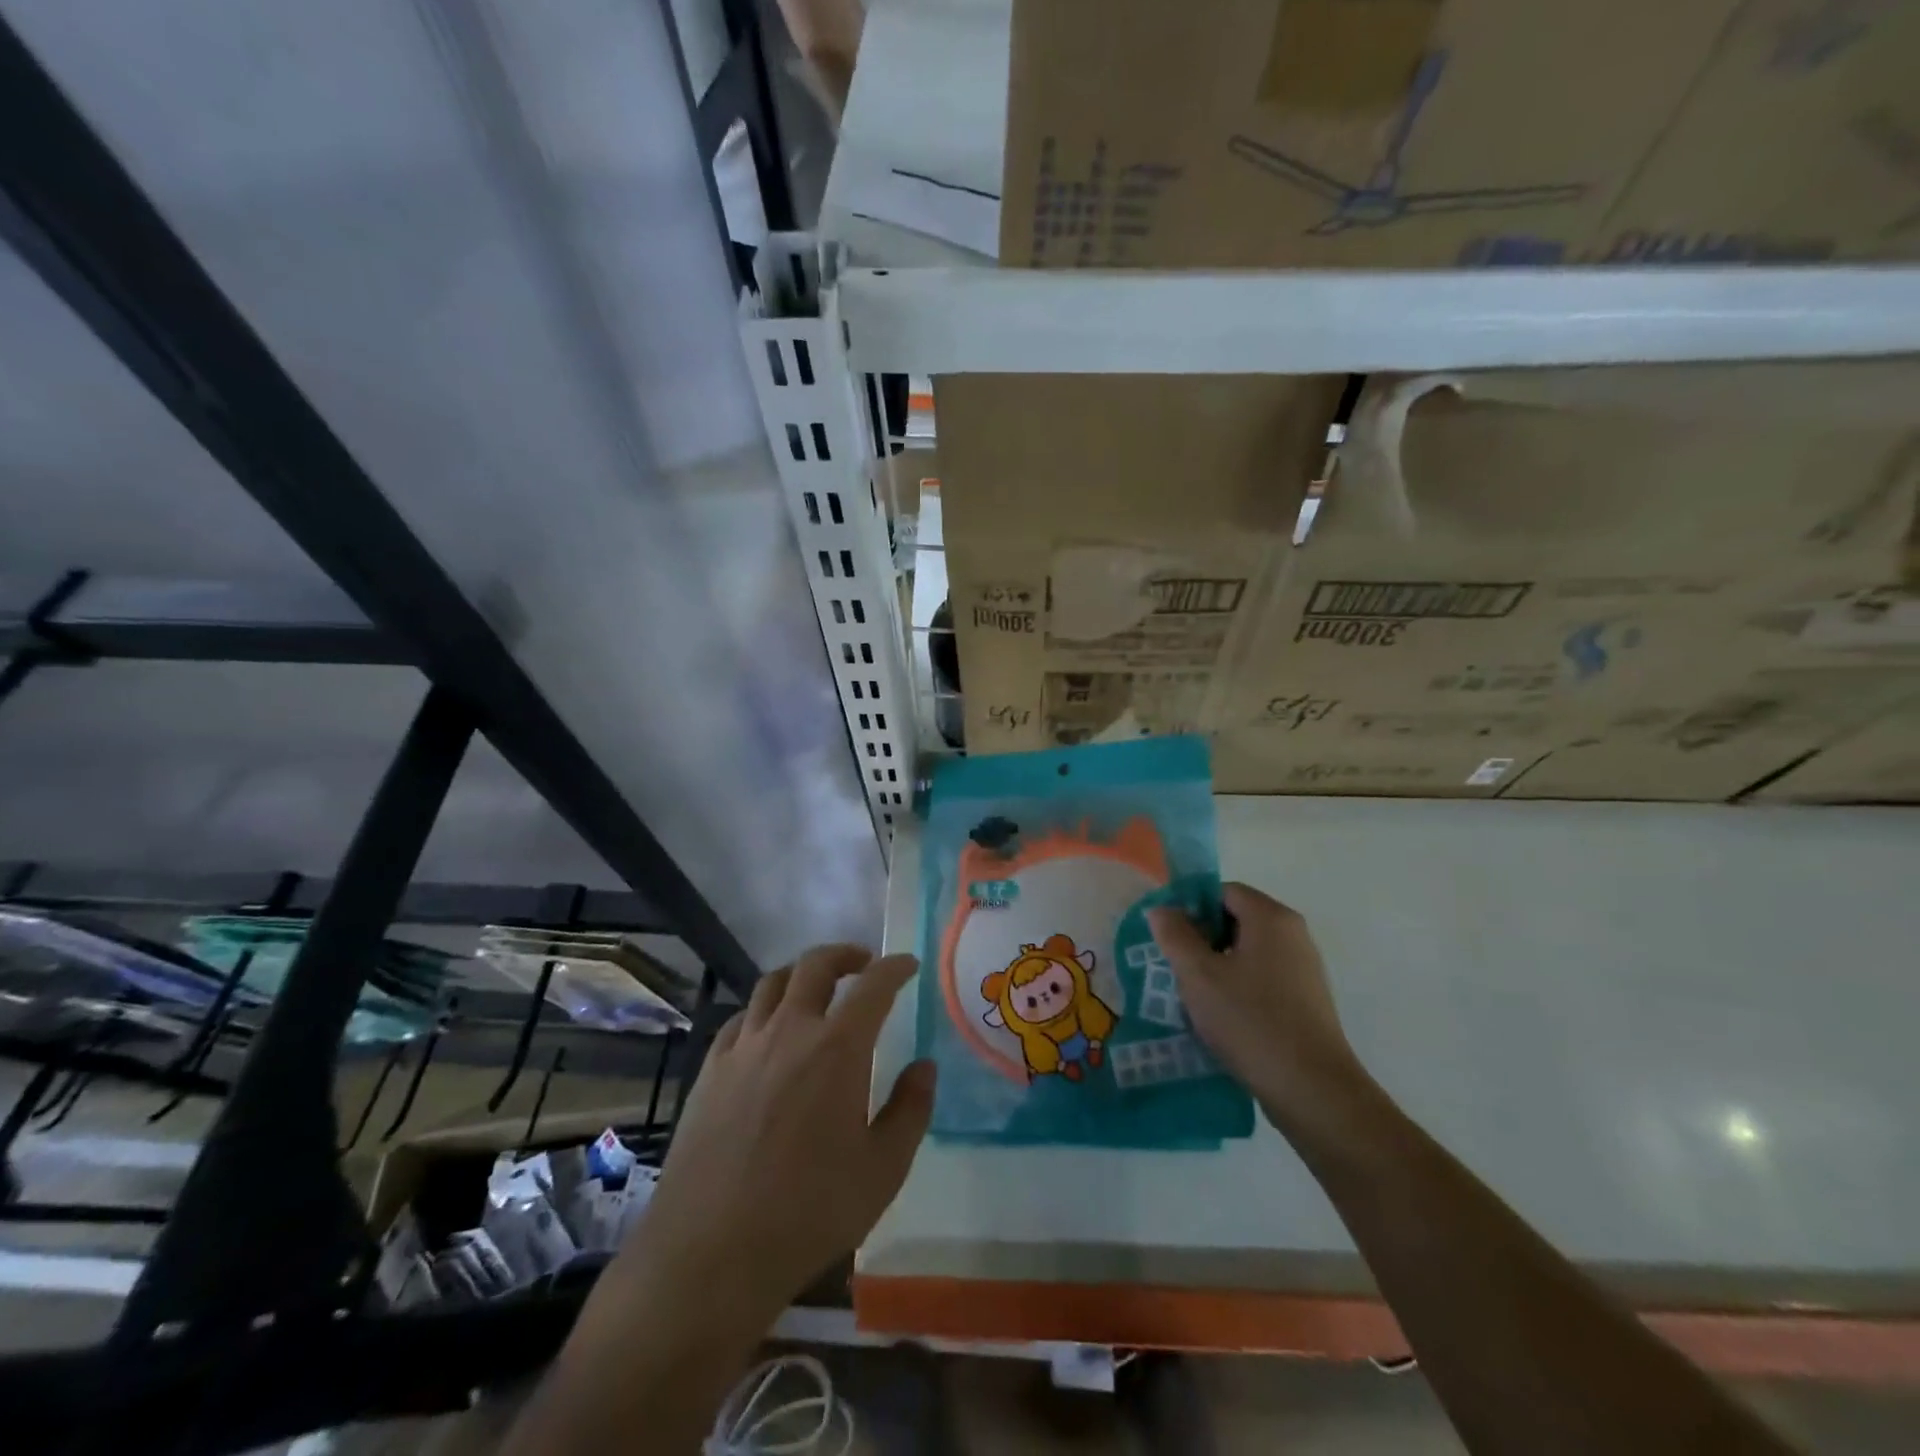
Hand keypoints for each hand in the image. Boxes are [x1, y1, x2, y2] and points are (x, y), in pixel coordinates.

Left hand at [619, 945, 934, 1333]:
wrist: (711, 1254)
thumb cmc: (809, 1213)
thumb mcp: (883, 1170)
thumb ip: (911, 1110)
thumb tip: (924, 1067)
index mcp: (837, 1048)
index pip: (873, 985)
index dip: (894, 967)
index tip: (907, 965)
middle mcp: (789, 1031)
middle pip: (815, 965)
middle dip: (845, 954)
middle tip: (863, 964)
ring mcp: (743, 1047)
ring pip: (772, 983)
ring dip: (801, 975)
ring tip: (816, 989)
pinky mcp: (710, 1071)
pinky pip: (739, 1019)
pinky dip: (762, 1011)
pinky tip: (767, 1033)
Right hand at [1147, 884, 1368, 1133]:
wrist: (1312, 1090)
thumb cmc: (1250, 1021)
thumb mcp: (1198, 975)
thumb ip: (1175, 935)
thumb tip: (1162, 909)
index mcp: (1271, 918)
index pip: (1222, 891)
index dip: (1190, 906)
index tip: (1168, 936)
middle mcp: (1294, 934)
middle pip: (1236, 919)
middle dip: (1202, 937)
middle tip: (1174, 965)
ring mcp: (1304, 969)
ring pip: (1248, 951)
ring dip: (1218, 965)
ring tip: (1192, 994)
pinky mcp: (1307, 1001)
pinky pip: (1263, 978)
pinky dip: (1239, 986)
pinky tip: (1221, 1016)